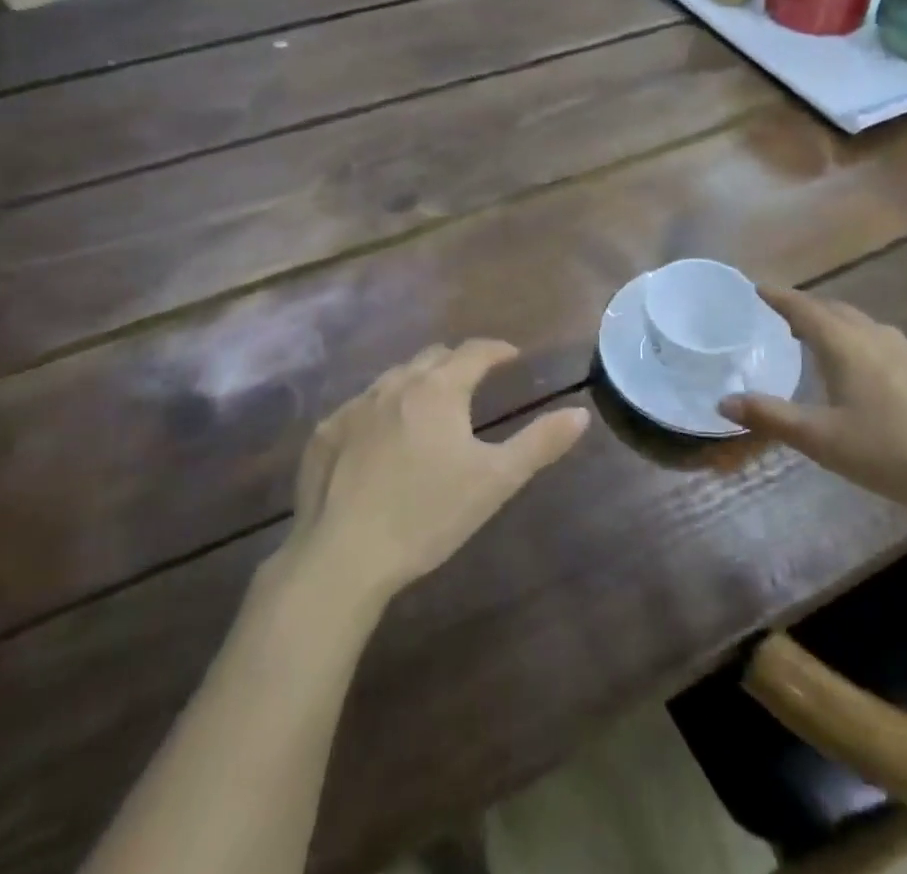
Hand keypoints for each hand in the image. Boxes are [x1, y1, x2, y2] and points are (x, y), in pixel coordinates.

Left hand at [285, 341, 589, 602]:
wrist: (342, 557)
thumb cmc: (428, 515)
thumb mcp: (495, 481)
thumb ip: (540, 443)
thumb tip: (580, 413)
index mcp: (439, 389)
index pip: (475, 351)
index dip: (497, 350)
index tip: (512, 356)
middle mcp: (395, 384)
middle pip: (433, 357)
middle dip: (458, 362)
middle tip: (474, 381)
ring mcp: (355, 406)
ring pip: (394, 377)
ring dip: (418, 382)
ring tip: (430, 406)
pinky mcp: (326, 433)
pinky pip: (360, 406)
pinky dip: (380, 410)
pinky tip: (381, 439)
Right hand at [719, 286, 906, 517]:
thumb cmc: (892, 453)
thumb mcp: (822, 441)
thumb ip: (771, 418)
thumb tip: (722, 402)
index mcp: (847, 347)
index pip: (805, 309)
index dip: (780, 297)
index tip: (760, 287)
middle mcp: (882, 339)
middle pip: (840, 313)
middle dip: (812, 311)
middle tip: (792, 319)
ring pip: (875, 331)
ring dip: (849, 331)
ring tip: (836, 348)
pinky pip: (905, 352)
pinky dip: (883, 354)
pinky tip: (891, 382)